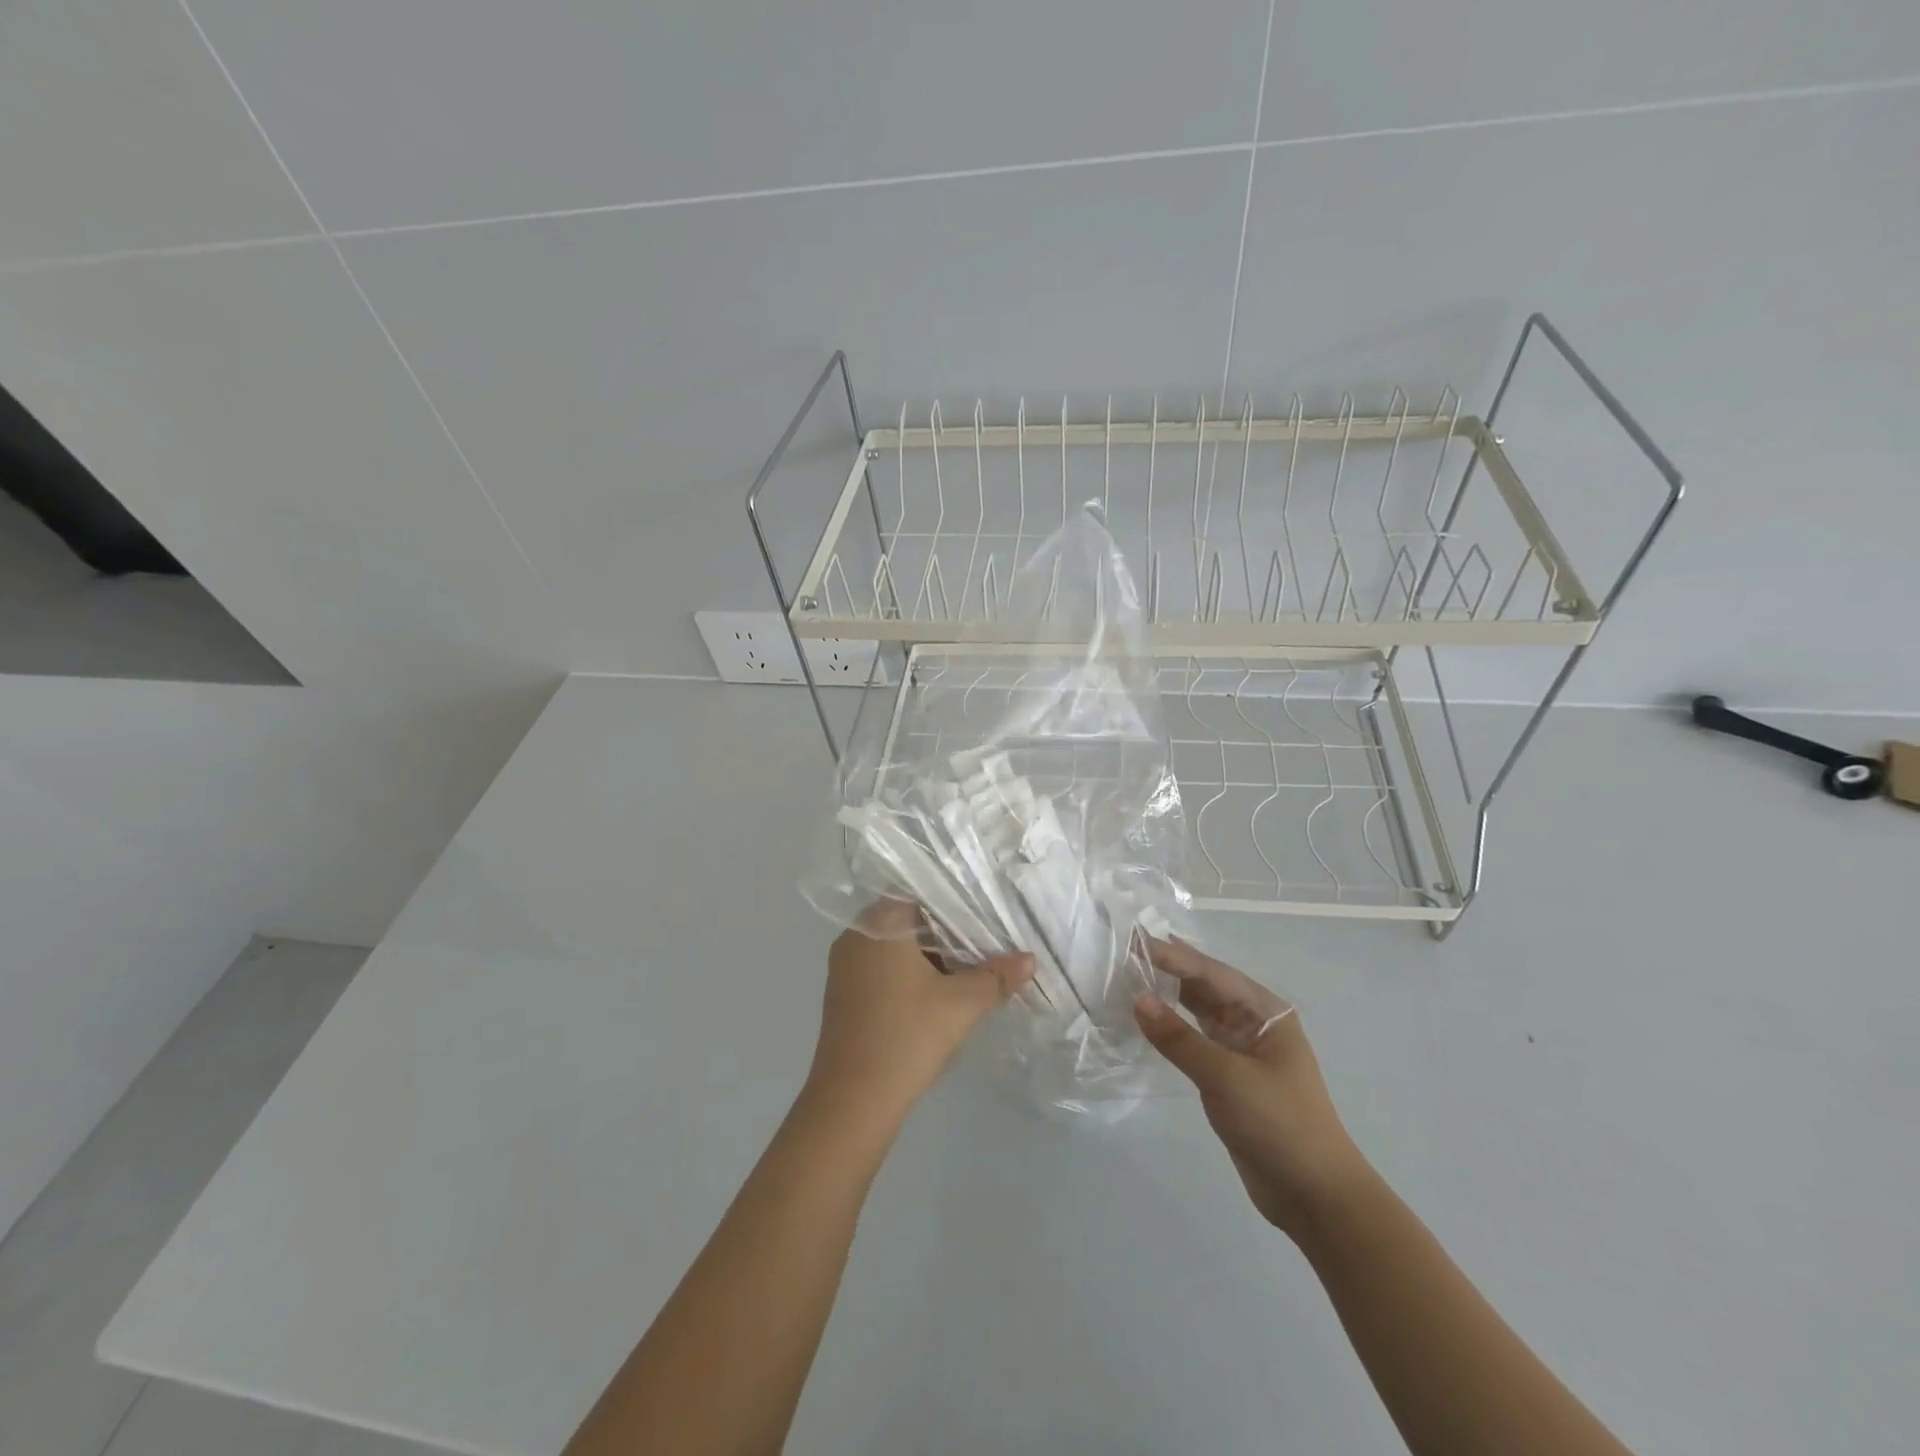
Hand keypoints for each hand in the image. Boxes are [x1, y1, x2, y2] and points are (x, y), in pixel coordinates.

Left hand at [810, 901, 1034, 1125]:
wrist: (852, 1100)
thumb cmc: (908, 1036)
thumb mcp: (962, 1004)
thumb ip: (997, 976)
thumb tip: (1030, 959)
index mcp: (880, 922)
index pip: (922, 894)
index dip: (956, 905)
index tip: (986, 918)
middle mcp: (856, 935)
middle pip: (909, 921)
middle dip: (947, 935)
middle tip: (984, 946)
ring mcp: (844, 965)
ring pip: (895, 948)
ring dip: (928, 958)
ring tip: (967, 972)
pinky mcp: (842, 993)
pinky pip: (881, 969)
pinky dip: (908, 976)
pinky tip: (936, 996)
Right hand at [1133, 936, 1369, 1240]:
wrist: (1316, 1197)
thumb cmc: (1279, 1125)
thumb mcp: (1226, 1078)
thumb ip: (1179, 1038)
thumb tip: (1138, 1000)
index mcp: (1265, 1012)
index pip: (1210, 973)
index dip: (1171, 955)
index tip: (1133, 939)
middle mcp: (1254, 1023)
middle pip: (1205, 986)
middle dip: (1168, 968)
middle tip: (1126, 950)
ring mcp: (1242, 1050)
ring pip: (1198, 1012)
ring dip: (1168, 996)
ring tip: (1130, 976)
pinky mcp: (1230, 1077)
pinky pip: (1195, 1040)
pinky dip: (1171, 1028)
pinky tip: (1148, 1020)